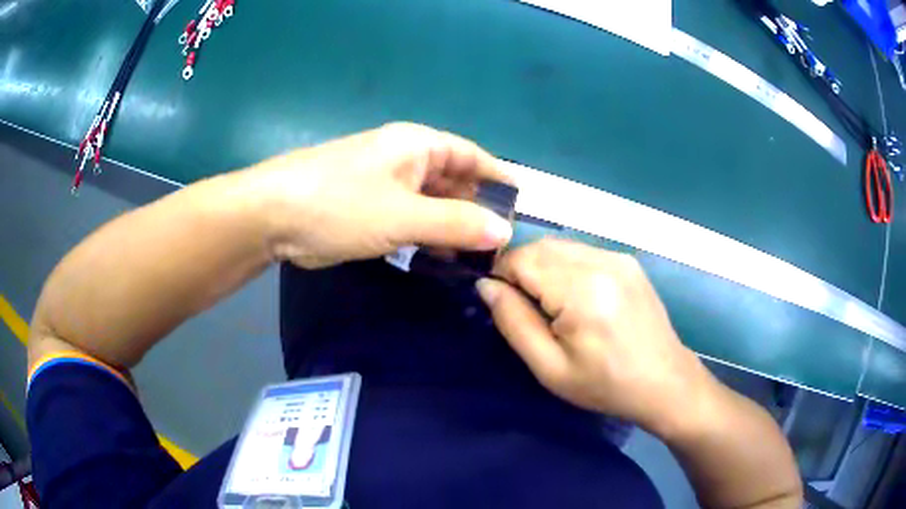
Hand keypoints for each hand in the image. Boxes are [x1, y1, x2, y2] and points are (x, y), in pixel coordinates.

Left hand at [245, 123, 513, 268]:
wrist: (272, 215)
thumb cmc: (341, 205)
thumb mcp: (404, 215)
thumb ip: (457, 223)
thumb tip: (504, 231)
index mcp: (417, 145)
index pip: (472, 156)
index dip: (498, 178)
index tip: (521, 204)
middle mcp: (403, 158)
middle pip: (453, 180)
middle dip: (476, 209)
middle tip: (499, 243)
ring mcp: (383, 182)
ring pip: (430, 202)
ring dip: (450, 225)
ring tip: (475, 256)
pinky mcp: (367, 206)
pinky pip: (408, 217)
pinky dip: (425, 235)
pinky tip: (438, 257)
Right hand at [476, 239, 716, 435]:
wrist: (665, 382)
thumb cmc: (606, 385)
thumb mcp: (550, 368)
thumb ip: (513, 322)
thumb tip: (486, 286)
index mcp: (581, 291)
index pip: (521, 258)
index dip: (501, 276)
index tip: (503, 305)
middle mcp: (601, 261)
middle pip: (540, 246)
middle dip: (521, 270)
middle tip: (525, 309)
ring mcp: (618, 257)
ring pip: (560, 245)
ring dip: (543, 267)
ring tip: (551, 305)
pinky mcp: (627, 261)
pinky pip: (582, 252)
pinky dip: (566, 267)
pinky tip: (576, 298)